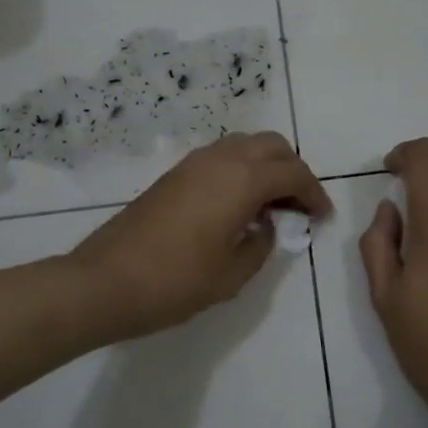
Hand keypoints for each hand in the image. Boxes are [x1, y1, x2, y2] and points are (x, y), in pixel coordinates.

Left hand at [73, 132, 331, 340]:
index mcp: (241, 180)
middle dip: (293, 171)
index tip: (322, 218)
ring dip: (265, 167)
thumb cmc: (175, 282)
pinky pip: (220, 158)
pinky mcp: (173, 175)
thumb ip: (260, 245)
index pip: (293, 173)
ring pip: (244, 146)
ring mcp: (192, 163)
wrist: (105, 281)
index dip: (314, 194)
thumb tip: (265, 227)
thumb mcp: (231, 274)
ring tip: (271, 206)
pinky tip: (238, 206)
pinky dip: (240, 171)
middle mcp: (219, 159)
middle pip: (271, 146)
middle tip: (298, 206)